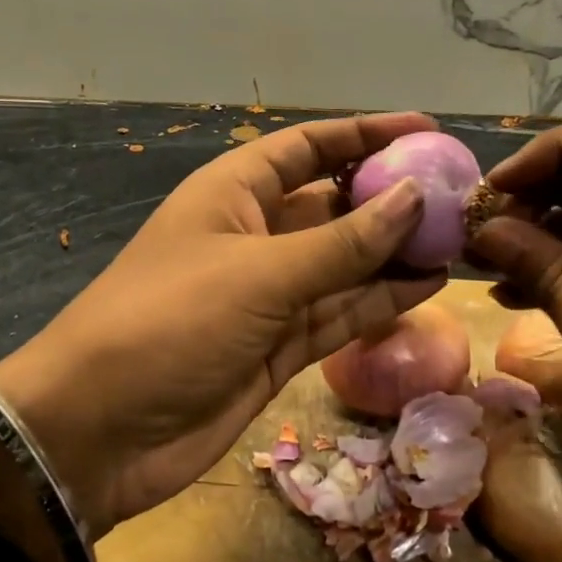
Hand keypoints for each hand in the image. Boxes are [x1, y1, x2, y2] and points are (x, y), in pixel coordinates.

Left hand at [0, 113, 447, 551]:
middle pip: (333, 204)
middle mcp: (253, 235)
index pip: (308, 147)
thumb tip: (416, 196)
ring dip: (395, 252)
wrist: (99, 431)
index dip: (364, 133)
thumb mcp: (260, 274)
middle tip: (460, 195)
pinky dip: (380, 300)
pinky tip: (429, 284)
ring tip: (461, 239)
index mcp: (234, 193)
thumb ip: (343, 242)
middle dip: (391, 197)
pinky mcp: (278, 346)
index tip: (426, 130)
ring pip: (344, 262)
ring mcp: (267, 294)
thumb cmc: (171, 323)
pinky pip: (339, 312)